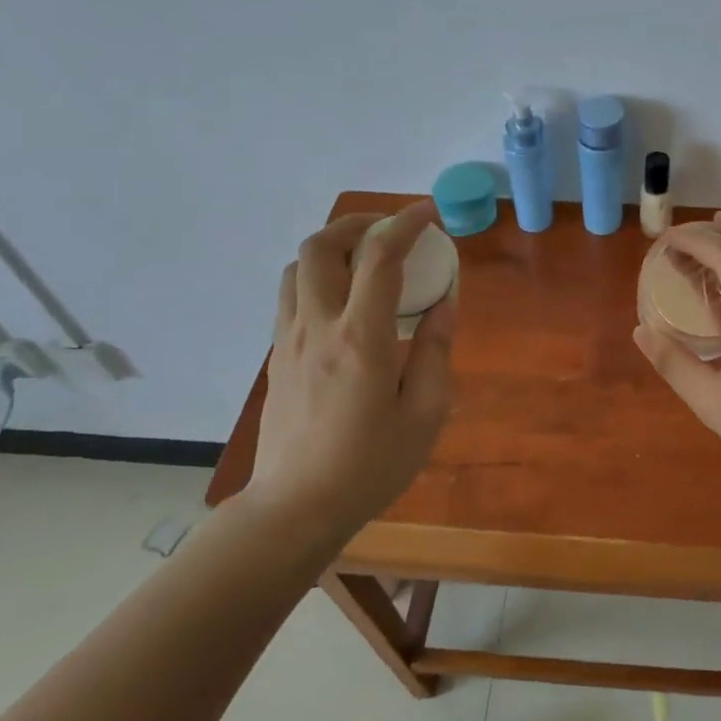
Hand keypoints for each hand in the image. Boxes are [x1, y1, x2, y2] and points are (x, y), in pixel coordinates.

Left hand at [245, 201, 457, 533]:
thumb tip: (444, 302)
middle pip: (320, 245)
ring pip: (297, 266)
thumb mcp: (425, 414)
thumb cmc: (370, 465)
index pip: (379, 257)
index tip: (429, 213)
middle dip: (358, 223)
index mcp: (361, 338)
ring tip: (365, 260)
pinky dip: (318, 276)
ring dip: (331, 247)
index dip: (405, 224)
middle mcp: (318, 326)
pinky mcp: (276, 356)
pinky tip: (344, 302)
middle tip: (391, 231)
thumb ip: (437, 350)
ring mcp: (289, 339)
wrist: (295, 508)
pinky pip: (291, 295)